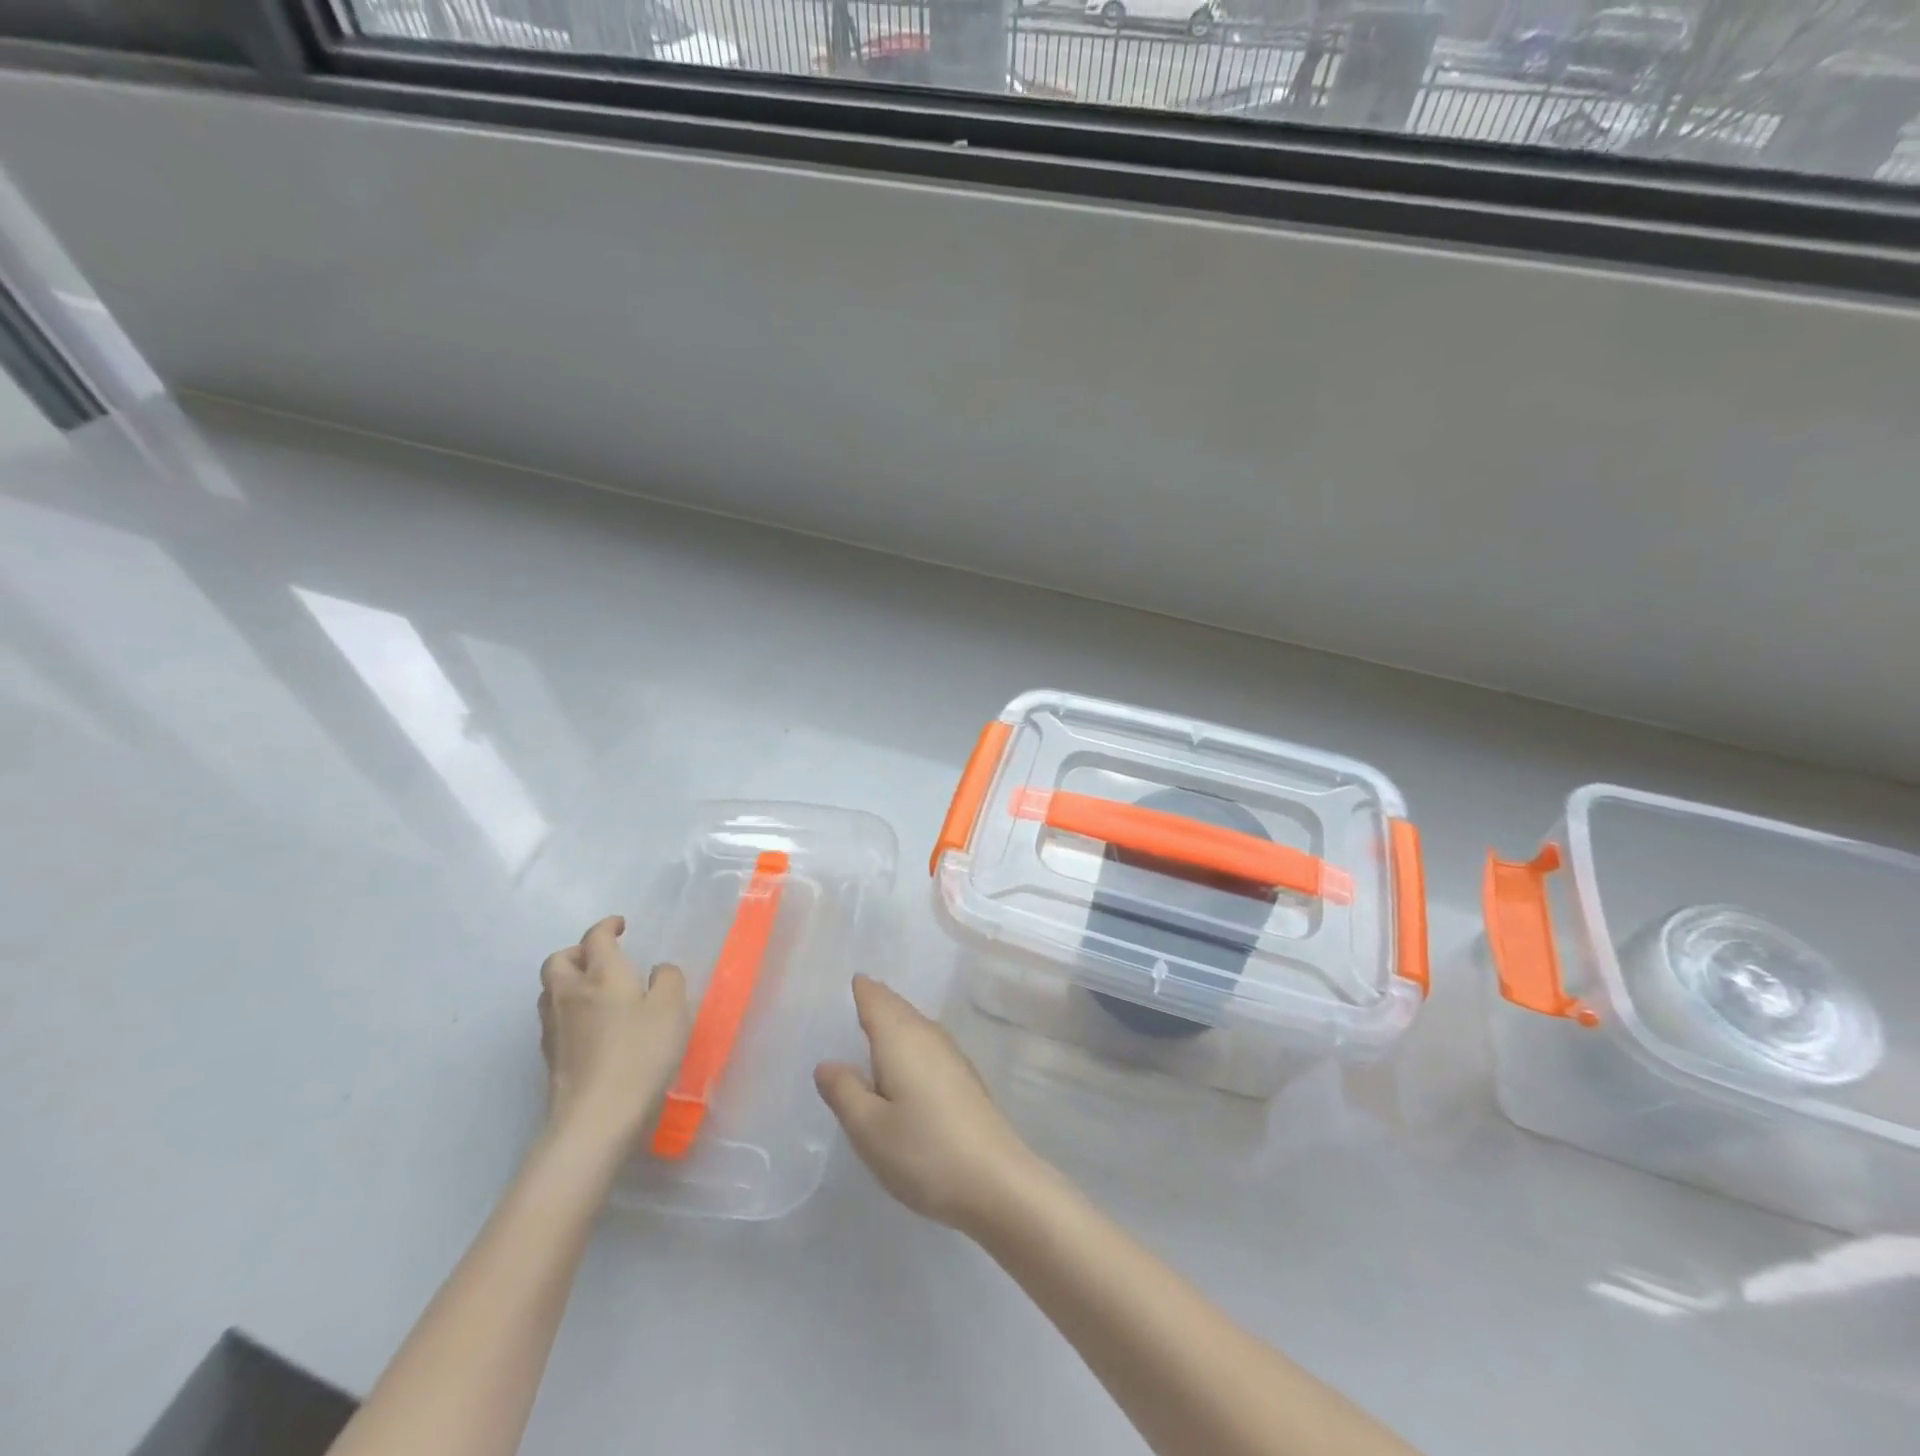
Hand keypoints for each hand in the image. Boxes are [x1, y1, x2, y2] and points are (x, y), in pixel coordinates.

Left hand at [538, 916, 688, 1155]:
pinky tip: (590, 1027)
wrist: (596, 1117)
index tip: (620, 926)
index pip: (595, 938)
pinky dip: (568, 1012)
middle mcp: (570, 994)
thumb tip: (656, 971)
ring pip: (550, 991)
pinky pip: (554, 1020)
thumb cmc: (640, 1053)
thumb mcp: (672, 1009)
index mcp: (602, 975)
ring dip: (567, 982)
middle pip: (557, 961)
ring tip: (595, 991)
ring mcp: (554, 1028)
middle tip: (600, 958)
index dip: (606, 926)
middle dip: (576, 952)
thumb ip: (668, 980)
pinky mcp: (550, 1058)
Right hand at [814, 975, 1037, 1233]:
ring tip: (872, 1027)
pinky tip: (903, 1065)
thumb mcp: (868, 1128)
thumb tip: (827, 1063)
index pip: (876, 999)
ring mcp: (951, 1055)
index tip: (847, 980)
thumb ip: (844, 1091)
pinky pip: (926, 1044)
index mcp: (900, 1038)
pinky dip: (909, 1043)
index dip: (861, 988)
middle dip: (877, 1001)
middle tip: (854, 997)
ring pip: (914, 1025)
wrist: (995, 1181)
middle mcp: (927, 1035)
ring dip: (894, 1022)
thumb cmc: (923, 1151)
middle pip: (897, 1008)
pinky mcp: (963, 1078)